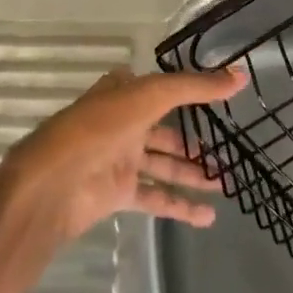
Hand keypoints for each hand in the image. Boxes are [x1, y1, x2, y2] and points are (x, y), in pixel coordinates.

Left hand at [0, 65, 245, 244]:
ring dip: (192, 173)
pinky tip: (207, 216)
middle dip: (194, 141)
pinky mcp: (119, 192)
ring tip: (225, 182)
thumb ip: (195, 87)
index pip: (160, 86)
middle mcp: (123, 122)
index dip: (186, 89)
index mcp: (124, 91)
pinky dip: (180, 206)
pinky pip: (156, 197)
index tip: (216, 94)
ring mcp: (120, 158)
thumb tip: (240, 75)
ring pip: (164, 164)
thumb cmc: (98, 128)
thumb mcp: (150, 96)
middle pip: (165, 129)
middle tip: (228, 150)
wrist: (52, 184)